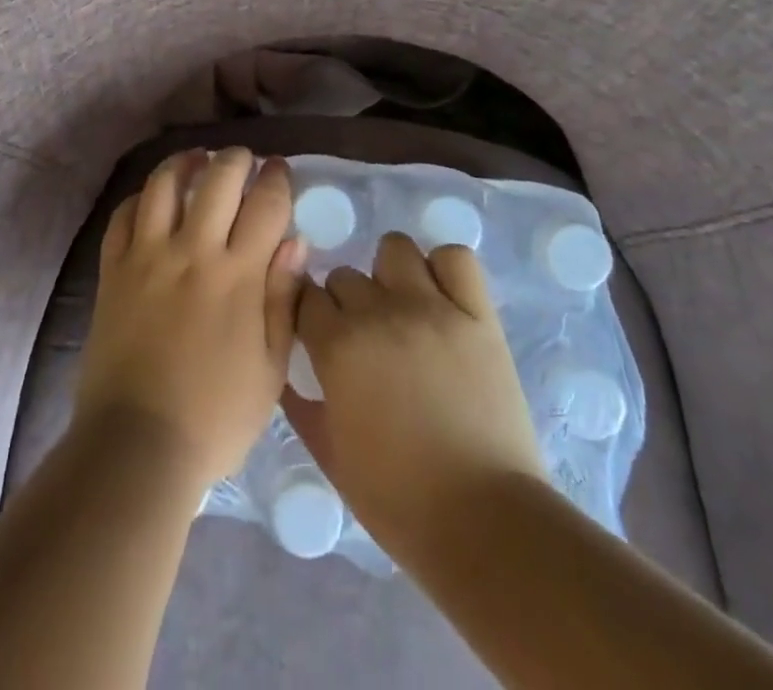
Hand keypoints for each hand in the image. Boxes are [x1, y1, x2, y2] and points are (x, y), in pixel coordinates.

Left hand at [76, 149, 306, 489]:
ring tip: (197, 159)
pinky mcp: (112, 271)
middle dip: (236, 159)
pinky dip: (140, 198)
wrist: (137, 445)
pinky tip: (151, 199)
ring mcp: (146, 257)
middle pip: (217, 179)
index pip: (265, 204)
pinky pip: (122, 216)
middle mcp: (192, 252)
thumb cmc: (215, 416)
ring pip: (163, 185)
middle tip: (244, 160)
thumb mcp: (270, 368)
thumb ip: (283, 298)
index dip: (277, 178)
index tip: (280, 170)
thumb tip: (296, 241)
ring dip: (185, 163)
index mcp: (237, 276)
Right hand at [285, 233, 544, 553]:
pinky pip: (456, 258)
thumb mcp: (330, 455)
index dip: (308, 317)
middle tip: (364, 339)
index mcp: (338, 346)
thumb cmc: (398, 500)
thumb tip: (287, 373)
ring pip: (394, 249)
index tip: (317, 337)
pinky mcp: (478, 315)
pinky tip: (442, 298)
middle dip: (345, 303)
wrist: (486, 524)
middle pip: (344, 275)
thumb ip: (300, 404)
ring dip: (389, 274)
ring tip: (402, 309)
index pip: (304, 296)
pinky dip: (444, 269)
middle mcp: (380, 313)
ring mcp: (433, 308)